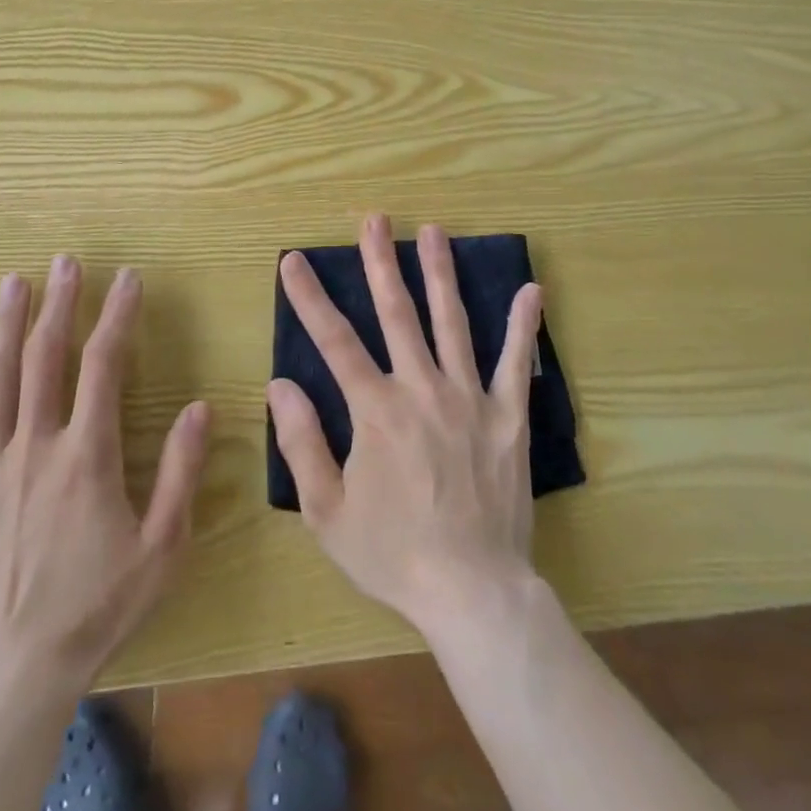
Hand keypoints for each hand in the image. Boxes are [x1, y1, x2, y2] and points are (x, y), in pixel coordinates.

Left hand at [0, 256, 210, 695]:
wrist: (12, 674)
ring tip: (15, 281)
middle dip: (60, 304)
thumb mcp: (162, 546)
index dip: (117, 316)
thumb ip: (181, 472)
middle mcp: (36, 446)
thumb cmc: (97, 607)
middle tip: (67, 261)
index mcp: (88, 455)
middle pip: (47, 359)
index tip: (127, 278)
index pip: (104, 365)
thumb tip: (201, 406)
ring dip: (7, 326)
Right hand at [268, 215, 544, 632]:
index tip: (294, 261)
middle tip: (374, 219)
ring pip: (451, 322)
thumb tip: (280, 384)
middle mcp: (421, 389)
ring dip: (440, 274)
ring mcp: (469, 398)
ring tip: (433, 231)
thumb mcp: (327, 511)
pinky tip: (530, 289)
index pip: (334, 341)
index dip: (310, 298)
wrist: (472, 591)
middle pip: (397, 314)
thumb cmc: (393, 554)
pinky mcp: (507, 416)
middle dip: (380, 262)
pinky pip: (515, 363)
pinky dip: (522, 325)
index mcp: (375, 410)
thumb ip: (302, 443)